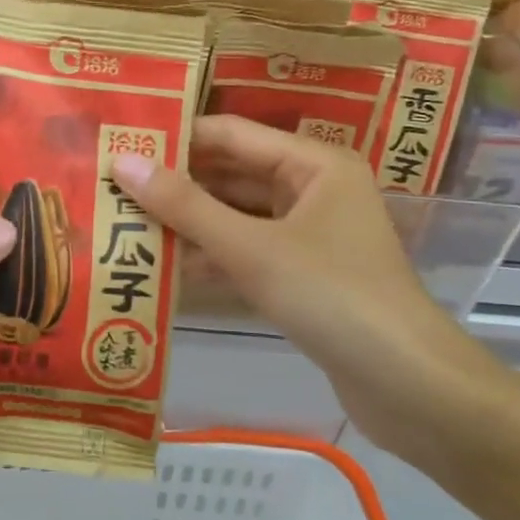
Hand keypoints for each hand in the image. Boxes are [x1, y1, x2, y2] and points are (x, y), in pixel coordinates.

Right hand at [110, 116, 501, 460]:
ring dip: (189, 222)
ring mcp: (309, 234)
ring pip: (237, 216)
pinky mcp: (303, 275)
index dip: (175, 138)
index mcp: (313, 163)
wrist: (407, 386)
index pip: (230, 134)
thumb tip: (122, 161)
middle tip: (111, 186)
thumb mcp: (251, 248)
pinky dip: (211, 255)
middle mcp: (313, 189)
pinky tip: (163, 266)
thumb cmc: (332, 297)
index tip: (120, 144)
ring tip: (125, 222)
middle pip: (232, 174)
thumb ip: (185, 206)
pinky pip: (247, 251)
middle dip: (176, 183)